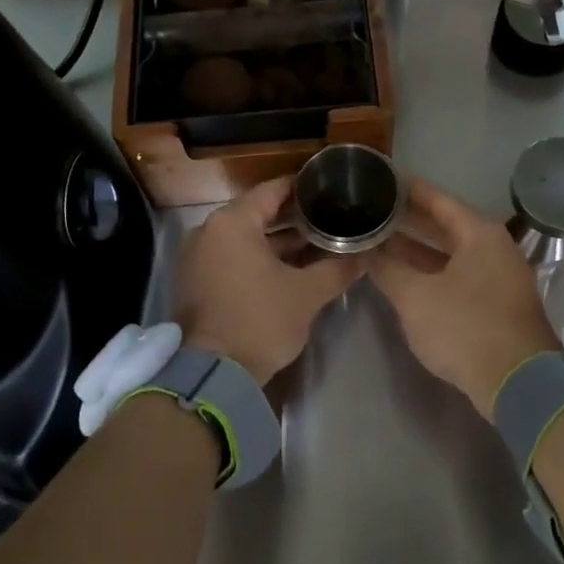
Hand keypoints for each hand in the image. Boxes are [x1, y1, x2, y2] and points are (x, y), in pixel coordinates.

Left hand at [172, 176, 359, 383]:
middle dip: (295, 218)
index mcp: (232, 223)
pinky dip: (259, 258)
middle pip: (258, 213)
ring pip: (246, 238)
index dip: (303, 188)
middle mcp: (209, 231)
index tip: (329, 187)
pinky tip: (291, 267)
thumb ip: (338, 268)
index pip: (273, 190)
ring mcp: (199, 256)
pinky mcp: (198, 280)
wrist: (214, 375)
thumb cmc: (261, 321)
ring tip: (318, 243)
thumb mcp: (307, 294)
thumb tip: (365, 255)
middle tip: (330, 217)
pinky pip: (233, 257)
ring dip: (279, 242)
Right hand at [367, 177, 558, 418]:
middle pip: (445, 224)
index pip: (437, 199)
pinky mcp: (495, 302)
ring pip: (450, 252)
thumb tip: (364, 250)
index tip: (380, 178)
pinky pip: (456, 273)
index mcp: (479, 234)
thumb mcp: (416, 297)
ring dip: (416, 248)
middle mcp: (493, 247)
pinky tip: (403, 274)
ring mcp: (497, 276)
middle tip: (373, 209)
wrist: (517, 383)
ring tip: (379, 239)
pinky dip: (430, 270)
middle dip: (408, 219)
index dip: (407, 188)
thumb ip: (387, 269)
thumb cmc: (465, 328)